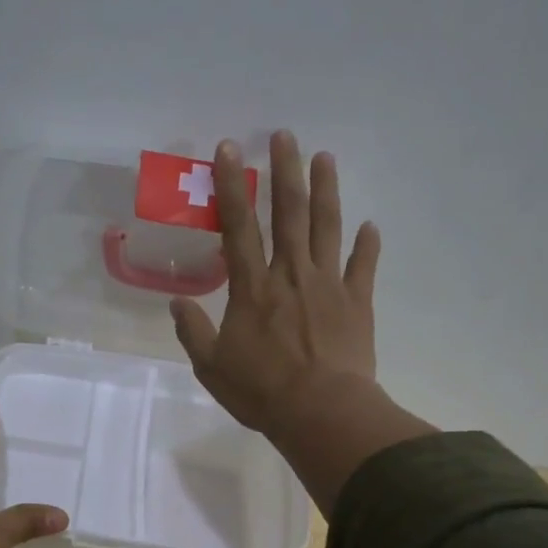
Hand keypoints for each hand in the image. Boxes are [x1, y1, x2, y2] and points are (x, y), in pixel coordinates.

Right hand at [169, 130, 380, 434]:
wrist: (322, 412)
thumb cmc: (261, 391)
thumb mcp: (211, 367)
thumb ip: (193, 332)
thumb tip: (177, 304)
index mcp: (251, 287)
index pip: (238, 226)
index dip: (232, 186)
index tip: (230, 149)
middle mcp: (290, 274)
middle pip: (288, 212)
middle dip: (285, 171)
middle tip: (285, 135)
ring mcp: (327, 285)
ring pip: (327, 227)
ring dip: (326, 190)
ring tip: (325, 157)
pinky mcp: (356, 302)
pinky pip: (363, 266)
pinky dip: (367, 244)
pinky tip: (370, 225)